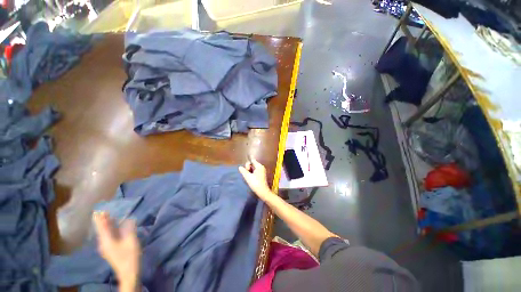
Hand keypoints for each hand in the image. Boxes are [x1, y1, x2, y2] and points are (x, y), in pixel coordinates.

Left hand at [93, 212, 140, 290]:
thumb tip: (128, 219)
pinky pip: (108, 236)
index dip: (100, 218)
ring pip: (104, 233)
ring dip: (106, 225)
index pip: (102, 227)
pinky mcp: (110, 249)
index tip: (99, 209)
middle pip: (102, 230)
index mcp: (107, 241)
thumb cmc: (129, 256)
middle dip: (102, 220)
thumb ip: (129, 229)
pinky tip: (113, 227)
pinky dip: (109, 230)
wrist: (128, 272)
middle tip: (103, 211)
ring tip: (107, 216)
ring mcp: (106, 247)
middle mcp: (104, 243)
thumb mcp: (131, 241)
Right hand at [239, 158, 272, 199]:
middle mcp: (261, 167)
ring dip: (249, 171)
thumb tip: (240, 167)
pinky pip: (255, 172)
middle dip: (248, 167)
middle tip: (246, 173)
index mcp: (259, 166)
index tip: (248, 155)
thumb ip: (243, 171)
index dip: (249, 159)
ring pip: (253, 168)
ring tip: (247, 176)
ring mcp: (262, 172)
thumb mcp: (248, 177)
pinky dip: (251, 173)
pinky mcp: (261, 176)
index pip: (252, 160)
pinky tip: (250, 178)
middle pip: (252, 164)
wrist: (263, 191)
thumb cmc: (255, 183)